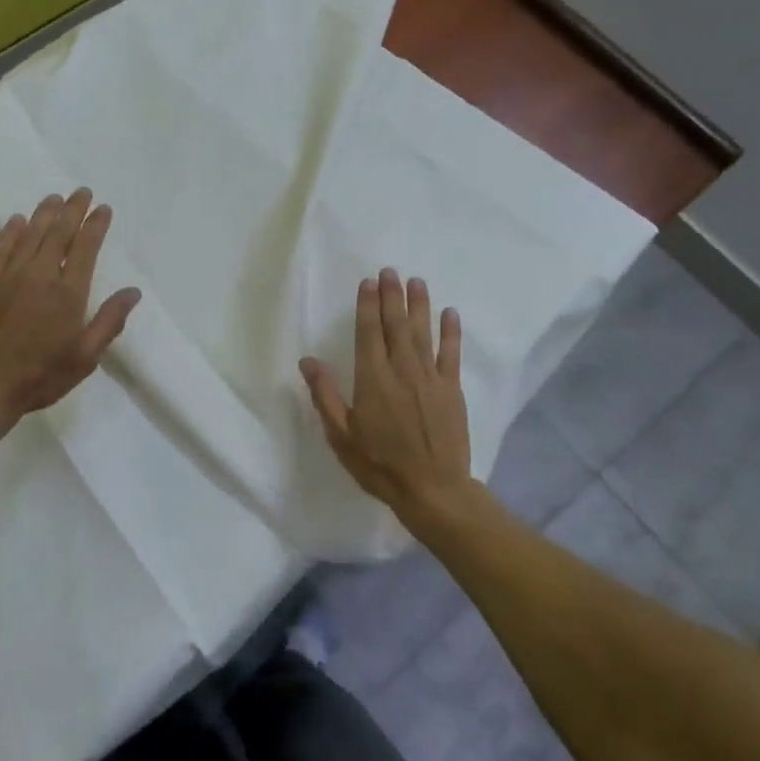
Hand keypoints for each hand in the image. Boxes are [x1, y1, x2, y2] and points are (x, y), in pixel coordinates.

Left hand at [0, 188, 140, 422]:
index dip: (95, 226)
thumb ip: (109, 322)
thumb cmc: (40, 377)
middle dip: (73, 210)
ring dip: (45, 214)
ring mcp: (9, 278)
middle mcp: (40, 276)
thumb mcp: (85, 358)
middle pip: (59, 234)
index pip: (85, 249)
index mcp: (68, 294)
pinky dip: (11, 232)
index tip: (103, 209)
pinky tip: (18, 220)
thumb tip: (132, 292)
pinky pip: (1, 249)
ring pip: (30, 235)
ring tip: (55, 198)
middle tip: (81, 192)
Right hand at [300, 267, 470, 514]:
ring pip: (423, 332)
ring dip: (419, 305)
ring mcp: (430, 378)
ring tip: (416, 281)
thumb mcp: (341, 435)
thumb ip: (325, 395)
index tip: (368, 282)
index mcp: (372, 379)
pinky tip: (450, 313)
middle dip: (392, 296)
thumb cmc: (380, 464)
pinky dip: (451, 332)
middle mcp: (402, 370)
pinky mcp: (451, 389)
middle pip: (396, 325)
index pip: (368, 333)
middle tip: (390, 271)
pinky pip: (451, 354)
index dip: (367, 306)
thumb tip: (308, 360)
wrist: (433, 489)